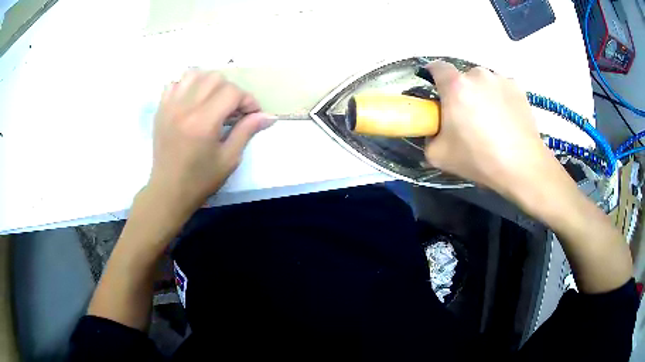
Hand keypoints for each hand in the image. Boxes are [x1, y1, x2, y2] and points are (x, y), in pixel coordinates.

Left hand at [147, 69, 274, 214]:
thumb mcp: (229, 159)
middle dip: (230, 90)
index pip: (231, 92)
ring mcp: (170, 106)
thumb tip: (269, 116)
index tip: (251, 114)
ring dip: (208, 83)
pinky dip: (186, 86)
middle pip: (215, 78)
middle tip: (232, 109)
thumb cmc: (200, 180)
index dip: (247, 100)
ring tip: (212, 100)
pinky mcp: (161, 109)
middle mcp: (185, 108)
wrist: (169, 191)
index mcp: (203, 122)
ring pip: (194, 74)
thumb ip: (247, 131)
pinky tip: (192, 101)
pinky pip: (174, 83)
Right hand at [424, 61, 556, 197]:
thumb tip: (433, 131)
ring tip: (491, 119)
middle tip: (466, 116)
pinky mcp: (518, 88)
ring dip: (482, 94)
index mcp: (456, 86)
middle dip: (461, 91)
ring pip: (484, 82)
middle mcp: (478, 74)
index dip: (432, 75)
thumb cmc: (479, 159)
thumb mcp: (439, 155)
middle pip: (462, 77)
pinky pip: (502, 88)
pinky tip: (506, 119)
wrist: (522, 166)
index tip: (436, 91)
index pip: (436, 67)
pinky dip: (500, 98)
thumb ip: (428, 137)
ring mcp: (501, 79)